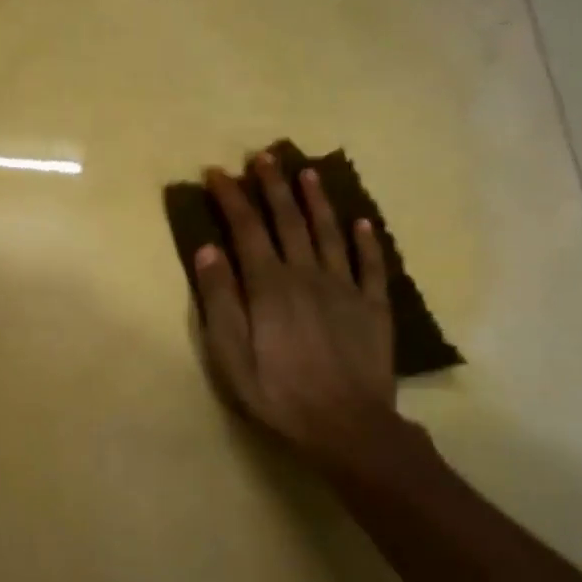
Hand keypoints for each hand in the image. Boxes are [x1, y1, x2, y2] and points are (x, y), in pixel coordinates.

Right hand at [194, 153, 397, 468]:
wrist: (346, 426)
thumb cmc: (277, 392)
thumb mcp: (229, 354)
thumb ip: (219, 299)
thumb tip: (208, 249)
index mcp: (269, 286)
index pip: (246, 229)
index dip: (231, 198)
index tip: (217, 173)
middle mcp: (307, 275)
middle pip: (289, 221)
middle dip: (273, 186)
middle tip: (264, 156)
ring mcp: (345, 288)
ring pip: (329, 233)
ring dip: (317, 200)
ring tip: (307, 171)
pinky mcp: (373, 307)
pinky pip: (371, 265)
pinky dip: (365, 240)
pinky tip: (362, 221)